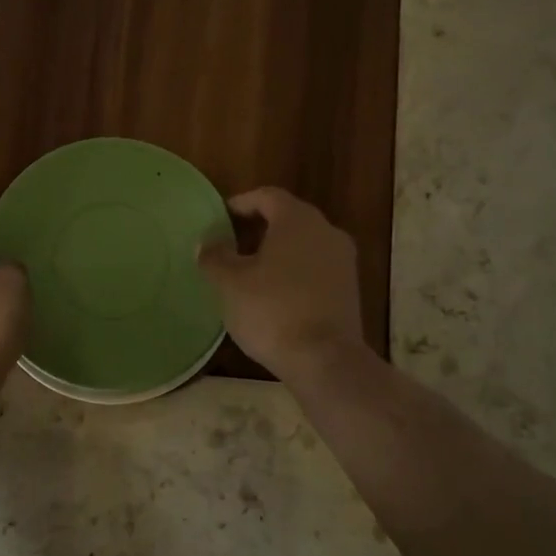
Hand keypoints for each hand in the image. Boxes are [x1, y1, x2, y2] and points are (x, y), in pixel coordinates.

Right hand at [198, 187, 368, 382]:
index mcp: (297, 219)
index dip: (241, 203)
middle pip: (288, 218)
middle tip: (230, 244)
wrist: (325, 359)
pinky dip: (293, 272)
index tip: (220, 217)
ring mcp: (342, 261)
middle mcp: (326, 231)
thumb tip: (207, 244)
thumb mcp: (230, 283)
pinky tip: (273, 294)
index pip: (267, 196)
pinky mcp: (349, 289)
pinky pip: (315, 268)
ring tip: (248, 271)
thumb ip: (215, 257)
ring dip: (276, 252)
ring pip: (303, 244)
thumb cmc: (272, 310)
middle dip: (258, 228)